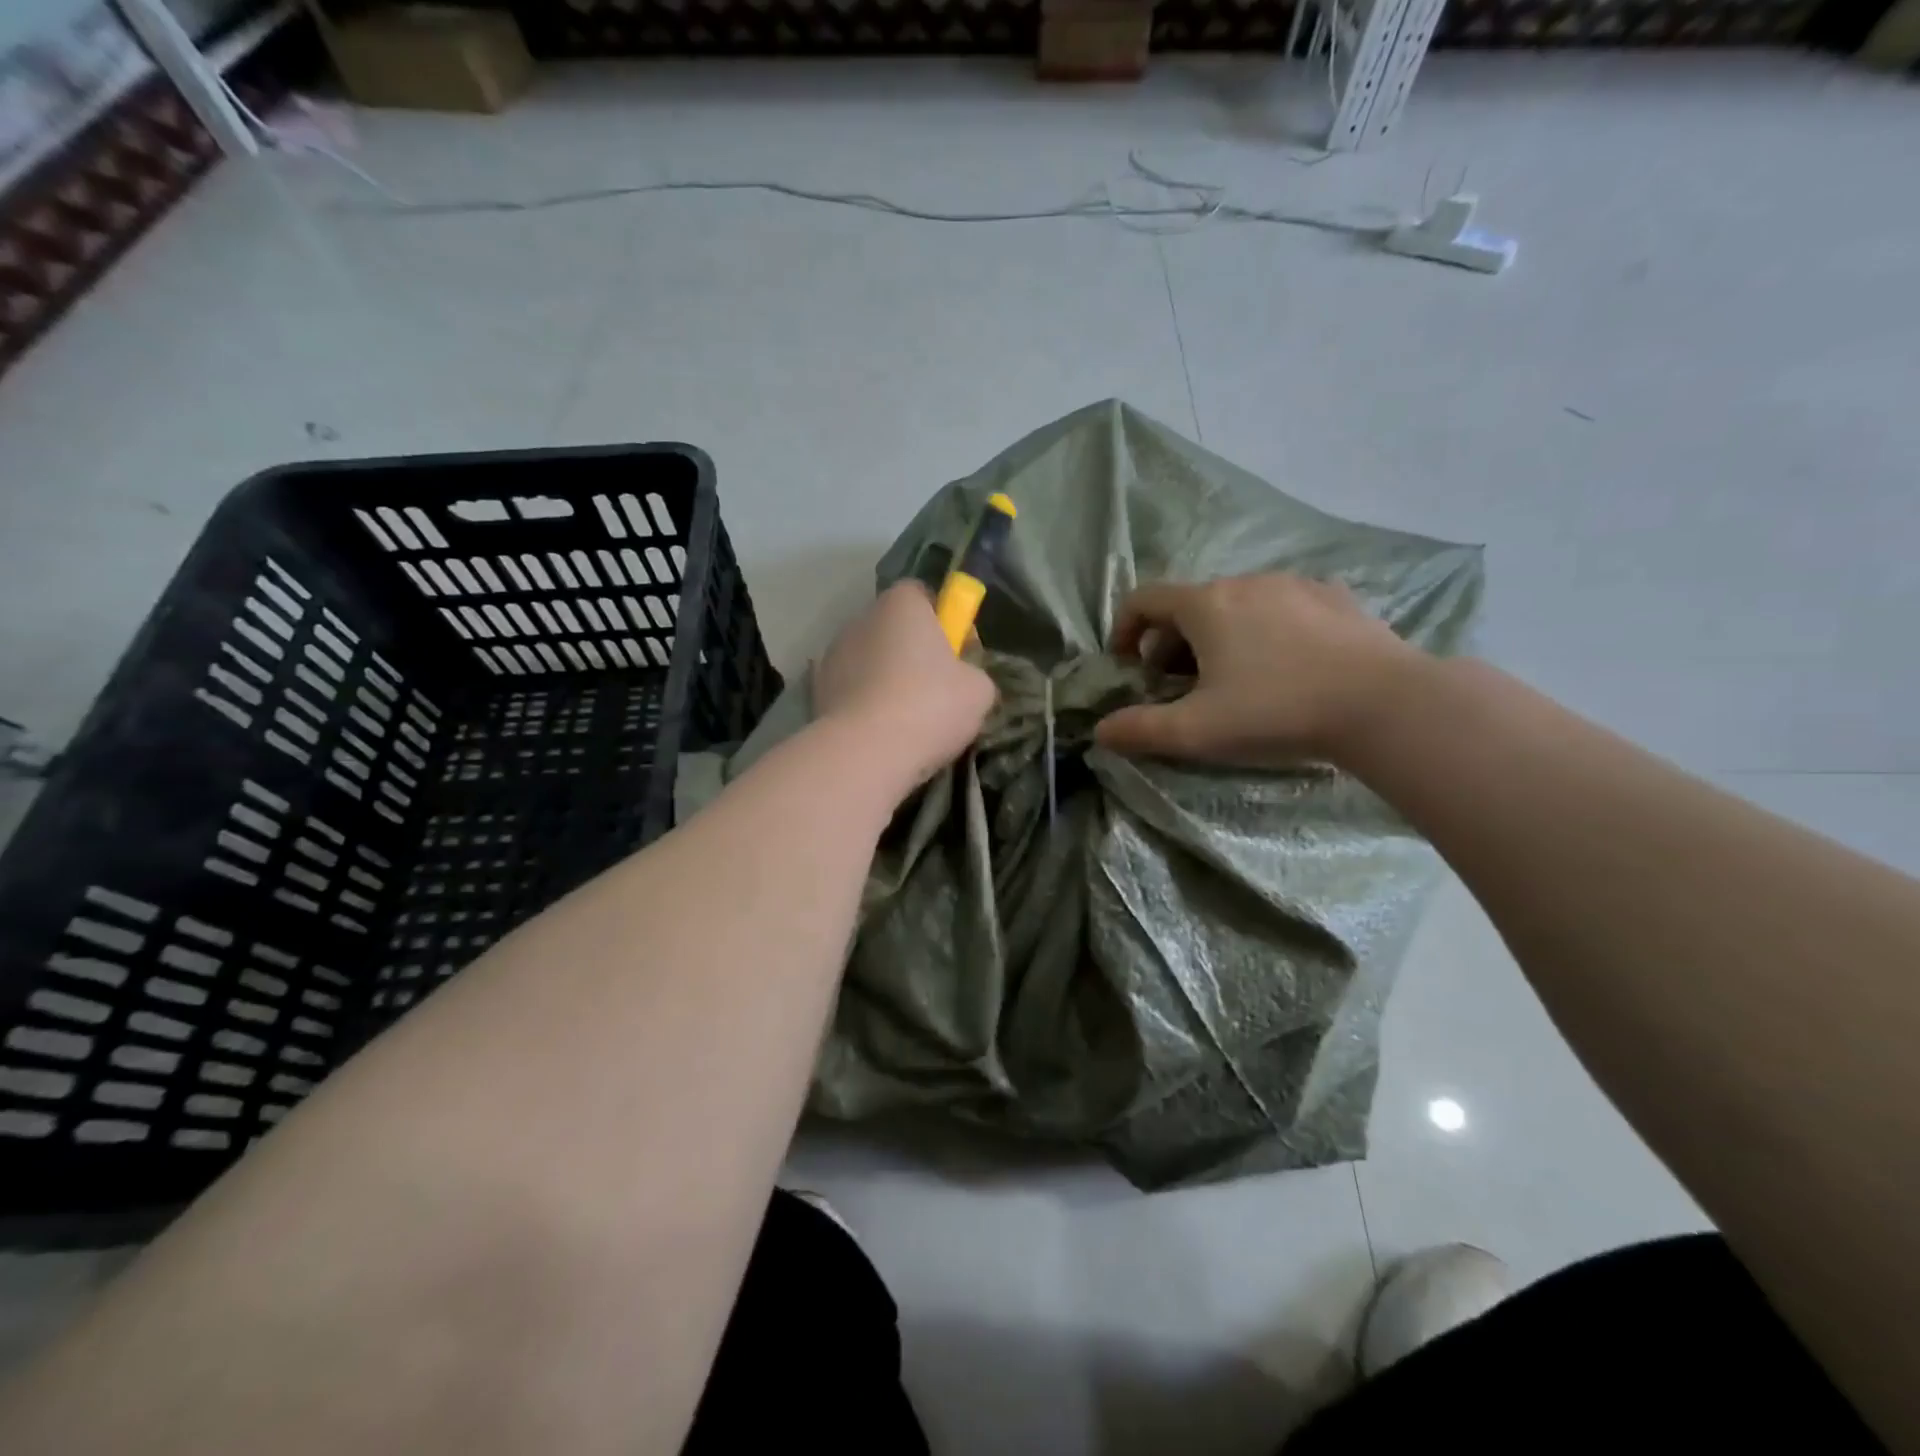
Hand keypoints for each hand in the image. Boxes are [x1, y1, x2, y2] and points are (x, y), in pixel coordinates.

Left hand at [813, 581, 996, 793]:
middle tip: (937, 691)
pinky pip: (851, 690)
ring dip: (886, 679)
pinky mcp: (817, 690)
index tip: (958, 653)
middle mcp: (862, 618)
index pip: (923, 595)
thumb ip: (973, 673)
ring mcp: (833, 654)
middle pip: (894, 629)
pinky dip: (864, 704)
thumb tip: (964, 680)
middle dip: (913, 652)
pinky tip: (880, 733)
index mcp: (902, 604)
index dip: (944, 620)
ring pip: (870, 660)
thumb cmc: (929, 707)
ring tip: (906, 720)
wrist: (864, 753)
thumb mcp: (979, 691)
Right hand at [1094, 573, 1418, 767]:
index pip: (1144, 599)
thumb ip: (1140, 731)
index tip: (1127, 665)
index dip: (1124, 630)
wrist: (1386, 704)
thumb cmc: (1277, 711)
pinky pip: (1280, 608)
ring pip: (1236, 605)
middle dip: (1170, 643)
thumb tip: (1101, 732)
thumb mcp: (1197, 731)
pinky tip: (1285, 667)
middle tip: (1178, 687)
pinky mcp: (1335, 599)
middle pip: (1189, 605)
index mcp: (1206, 605)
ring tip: (1232, 680)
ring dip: (1216, 637)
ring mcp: (1295, 585)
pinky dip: (1263, 631)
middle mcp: (1245, 582)